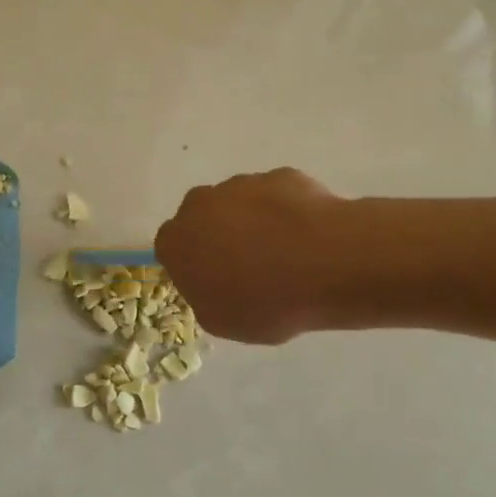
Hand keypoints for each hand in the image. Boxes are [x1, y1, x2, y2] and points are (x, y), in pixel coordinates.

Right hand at [155, 169, 348, 344]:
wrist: (325, 262)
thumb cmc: (265, 302)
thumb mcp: (222, 321)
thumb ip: (205, 296)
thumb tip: (213, 281)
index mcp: (178, 240)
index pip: (171, 246)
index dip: (192, 263)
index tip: (214, 280)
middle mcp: (201, 204)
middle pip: (202, 217)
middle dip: (219, 235)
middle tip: (248, 265)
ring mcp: (241, 184)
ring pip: (239, 202)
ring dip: (253, 221)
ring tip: (286, 253)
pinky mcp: (279, 175)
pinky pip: (275, 195)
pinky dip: (285, 211)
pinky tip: (307, 237)